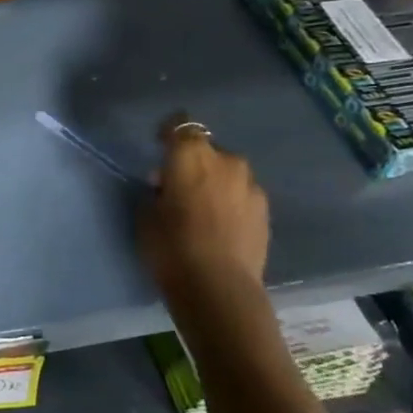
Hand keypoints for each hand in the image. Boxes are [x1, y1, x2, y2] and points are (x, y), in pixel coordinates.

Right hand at [139, 118, 269, 299]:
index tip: (158, 144)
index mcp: (190, 154)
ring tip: (201, 208)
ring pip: (227, 172)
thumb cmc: (171, 246)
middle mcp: (225, 160)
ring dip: (214, 182)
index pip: (179, 125)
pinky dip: (230, 201)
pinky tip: (220, 225)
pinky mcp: (265, 210)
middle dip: (192, 162)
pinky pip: (241, 195)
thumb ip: (157, 192)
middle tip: (177, 186)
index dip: (168, 132)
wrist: (219, 287)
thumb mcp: (146, 216)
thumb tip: (166, 187)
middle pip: (206, 150)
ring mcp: (250, 185)